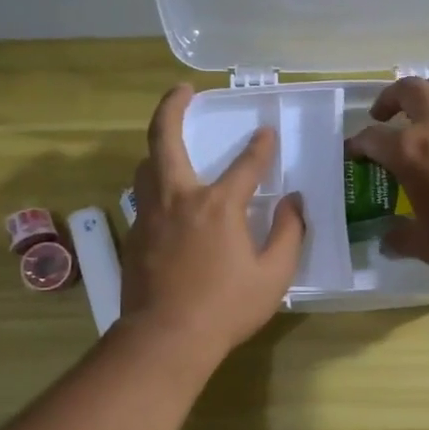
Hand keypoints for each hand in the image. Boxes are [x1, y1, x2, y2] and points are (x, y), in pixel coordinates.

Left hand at [120, 85, 304, 361]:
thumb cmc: (225, 308)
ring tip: (171, 145)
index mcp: (217, 206)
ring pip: (146, 167)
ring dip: (158, 148)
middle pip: (165, 139)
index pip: (246, 164)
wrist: (164, 339)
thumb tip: (294, 203)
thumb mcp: (273, 275)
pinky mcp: (134, 237)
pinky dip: (156, 189)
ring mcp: (150, 216)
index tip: (267, 132)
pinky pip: (143, 200)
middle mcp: (179, 199)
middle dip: (173, 108)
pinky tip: (168, 205)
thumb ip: (288, 234)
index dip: (260, 146)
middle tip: (182, 90)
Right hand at [346, 74, 428, 275]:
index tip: (353, 152)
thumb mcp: (425, 245)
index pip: (371, 138)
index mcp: (408, 151)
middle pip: (407, 90)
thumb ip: (400, 238)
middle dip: (390, 98)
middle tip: (385, 115)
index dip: (358, 144)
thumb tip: (386, 242)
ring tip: (428, 108)